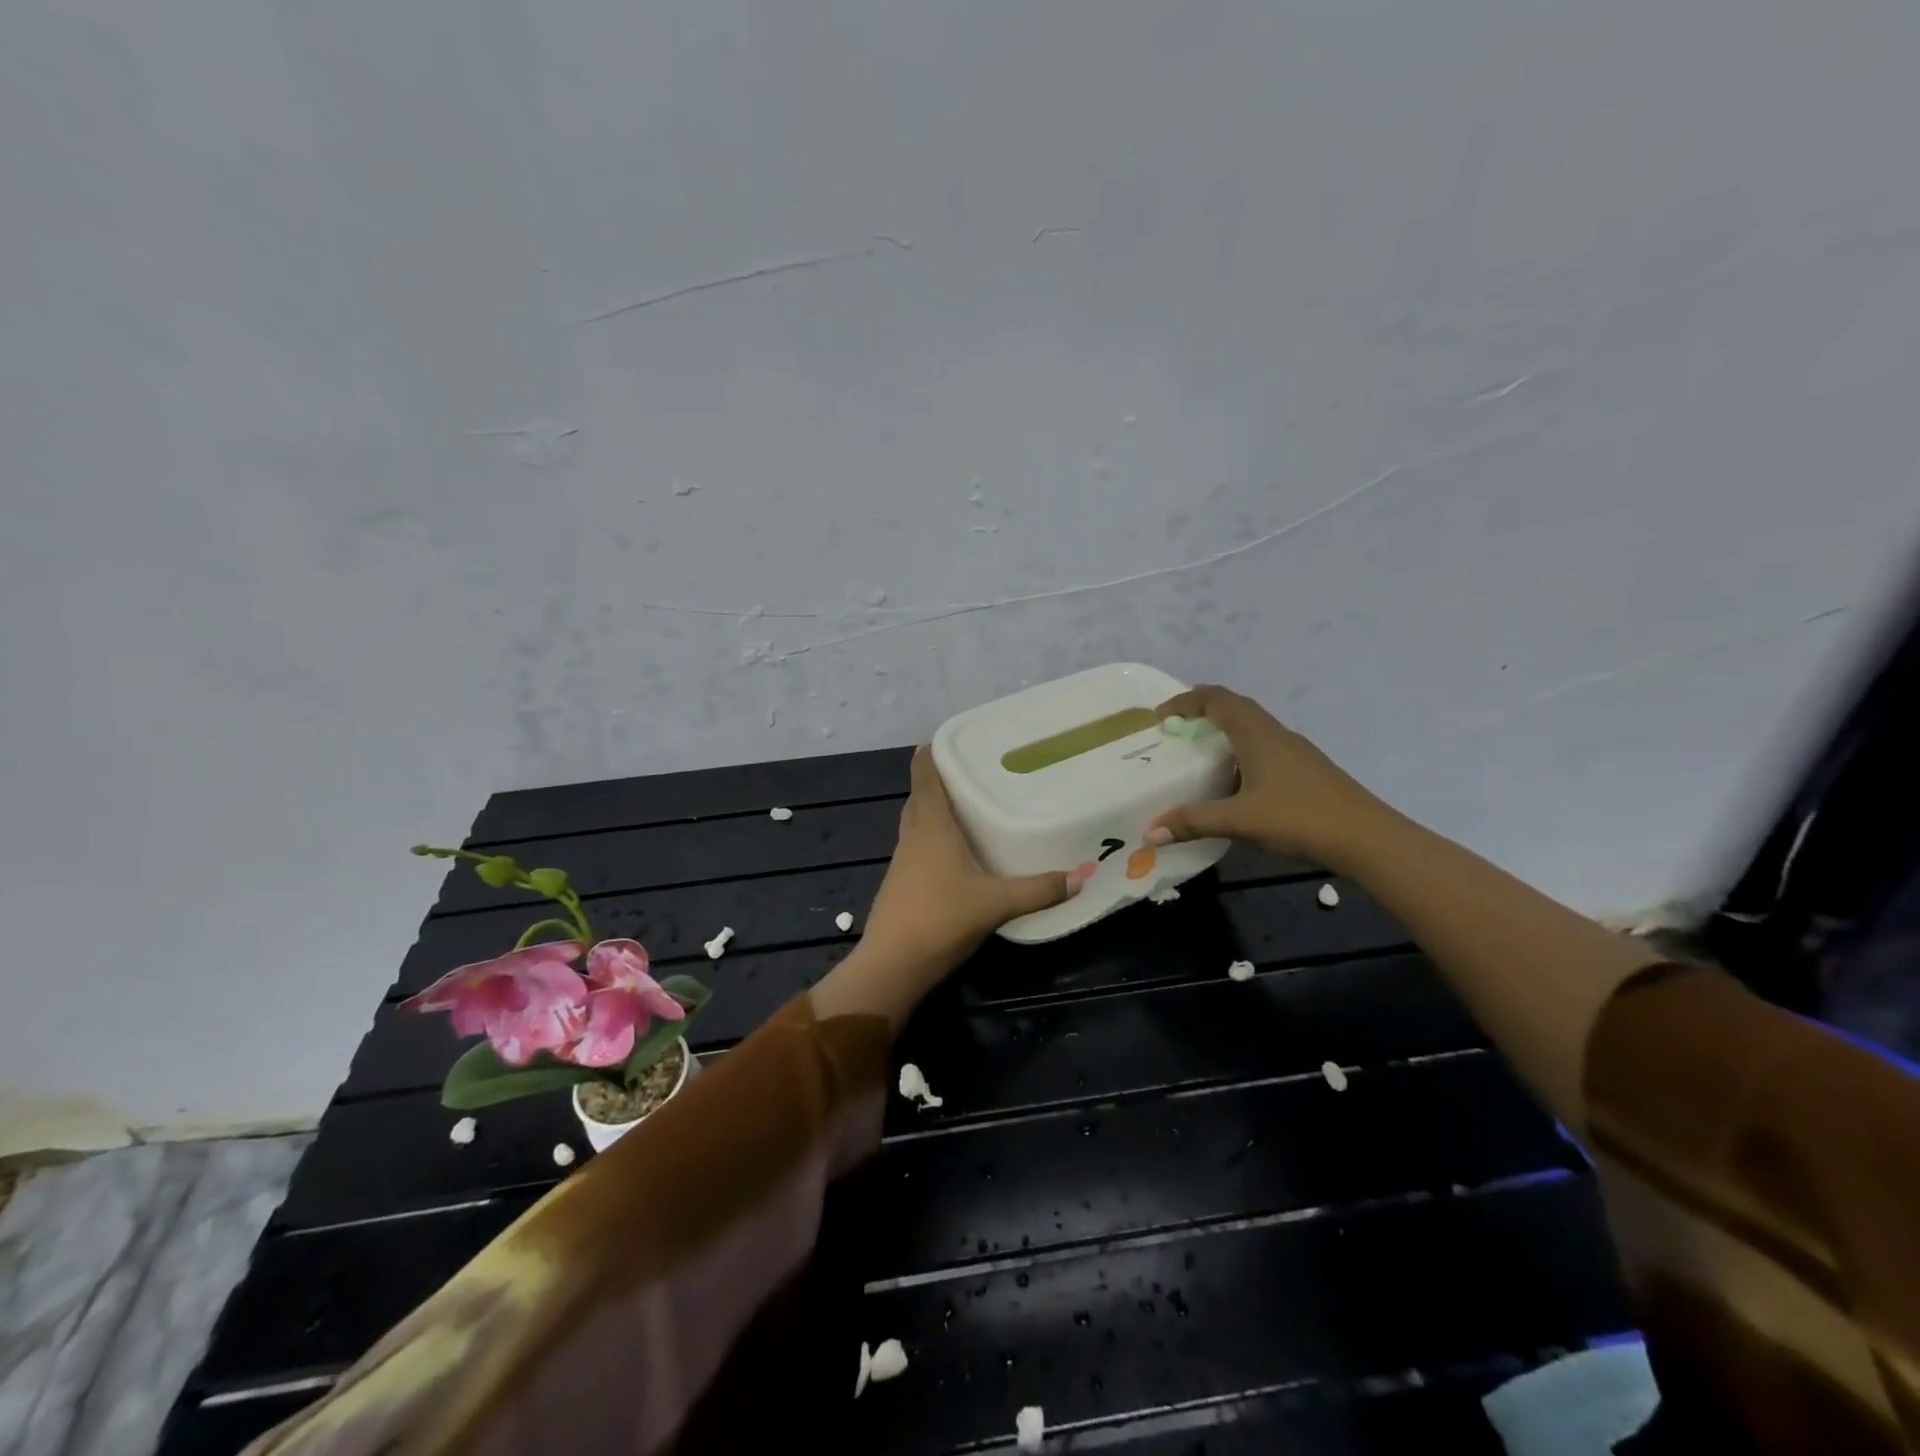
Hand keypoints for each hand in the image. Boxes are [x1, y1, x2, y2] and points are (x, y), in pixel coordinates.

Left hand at [864, 747, 1080, 973]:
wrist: (893, 964)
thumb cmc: (940, 917)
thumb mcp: (996, 902)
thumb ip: (1038, 890)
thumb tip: (1082, 876)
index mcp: (930, 825)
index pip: (924, 775)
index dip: (931, 754)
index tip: (950, 738)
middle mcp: (913, 835)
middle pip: (920, 796)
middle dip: (939, 780)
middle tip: (972, 771)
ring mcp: (903, 860)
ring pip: (918, 822)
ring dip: (936, 809)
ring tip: (969, 805)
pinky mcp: (902, 882)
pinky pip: (919, 845)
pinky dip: (935, 837)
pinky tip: (957, 851)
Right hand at [1146, 685, 1388, 862]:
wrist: (1367, 838)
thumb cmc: (1300, 817)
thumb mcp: (1240, 820)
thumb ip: (1193, 822)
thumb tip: (1149, 832)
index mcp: (1257, 734)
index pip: (1217, 699)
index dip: (1186, 701)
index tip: (1160, 716)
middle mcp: (1275, 733)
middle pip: (1235, 707)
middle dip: (1201, 712)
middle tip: (1175, 731)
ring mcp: (1295, 751)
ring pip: (1252, 727)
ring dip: (1223, 732)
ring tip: (1198, 756)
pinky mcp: (1305, 769)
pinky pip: (1264, 747)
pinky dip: (1240, 752)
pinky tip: (1234, 783)